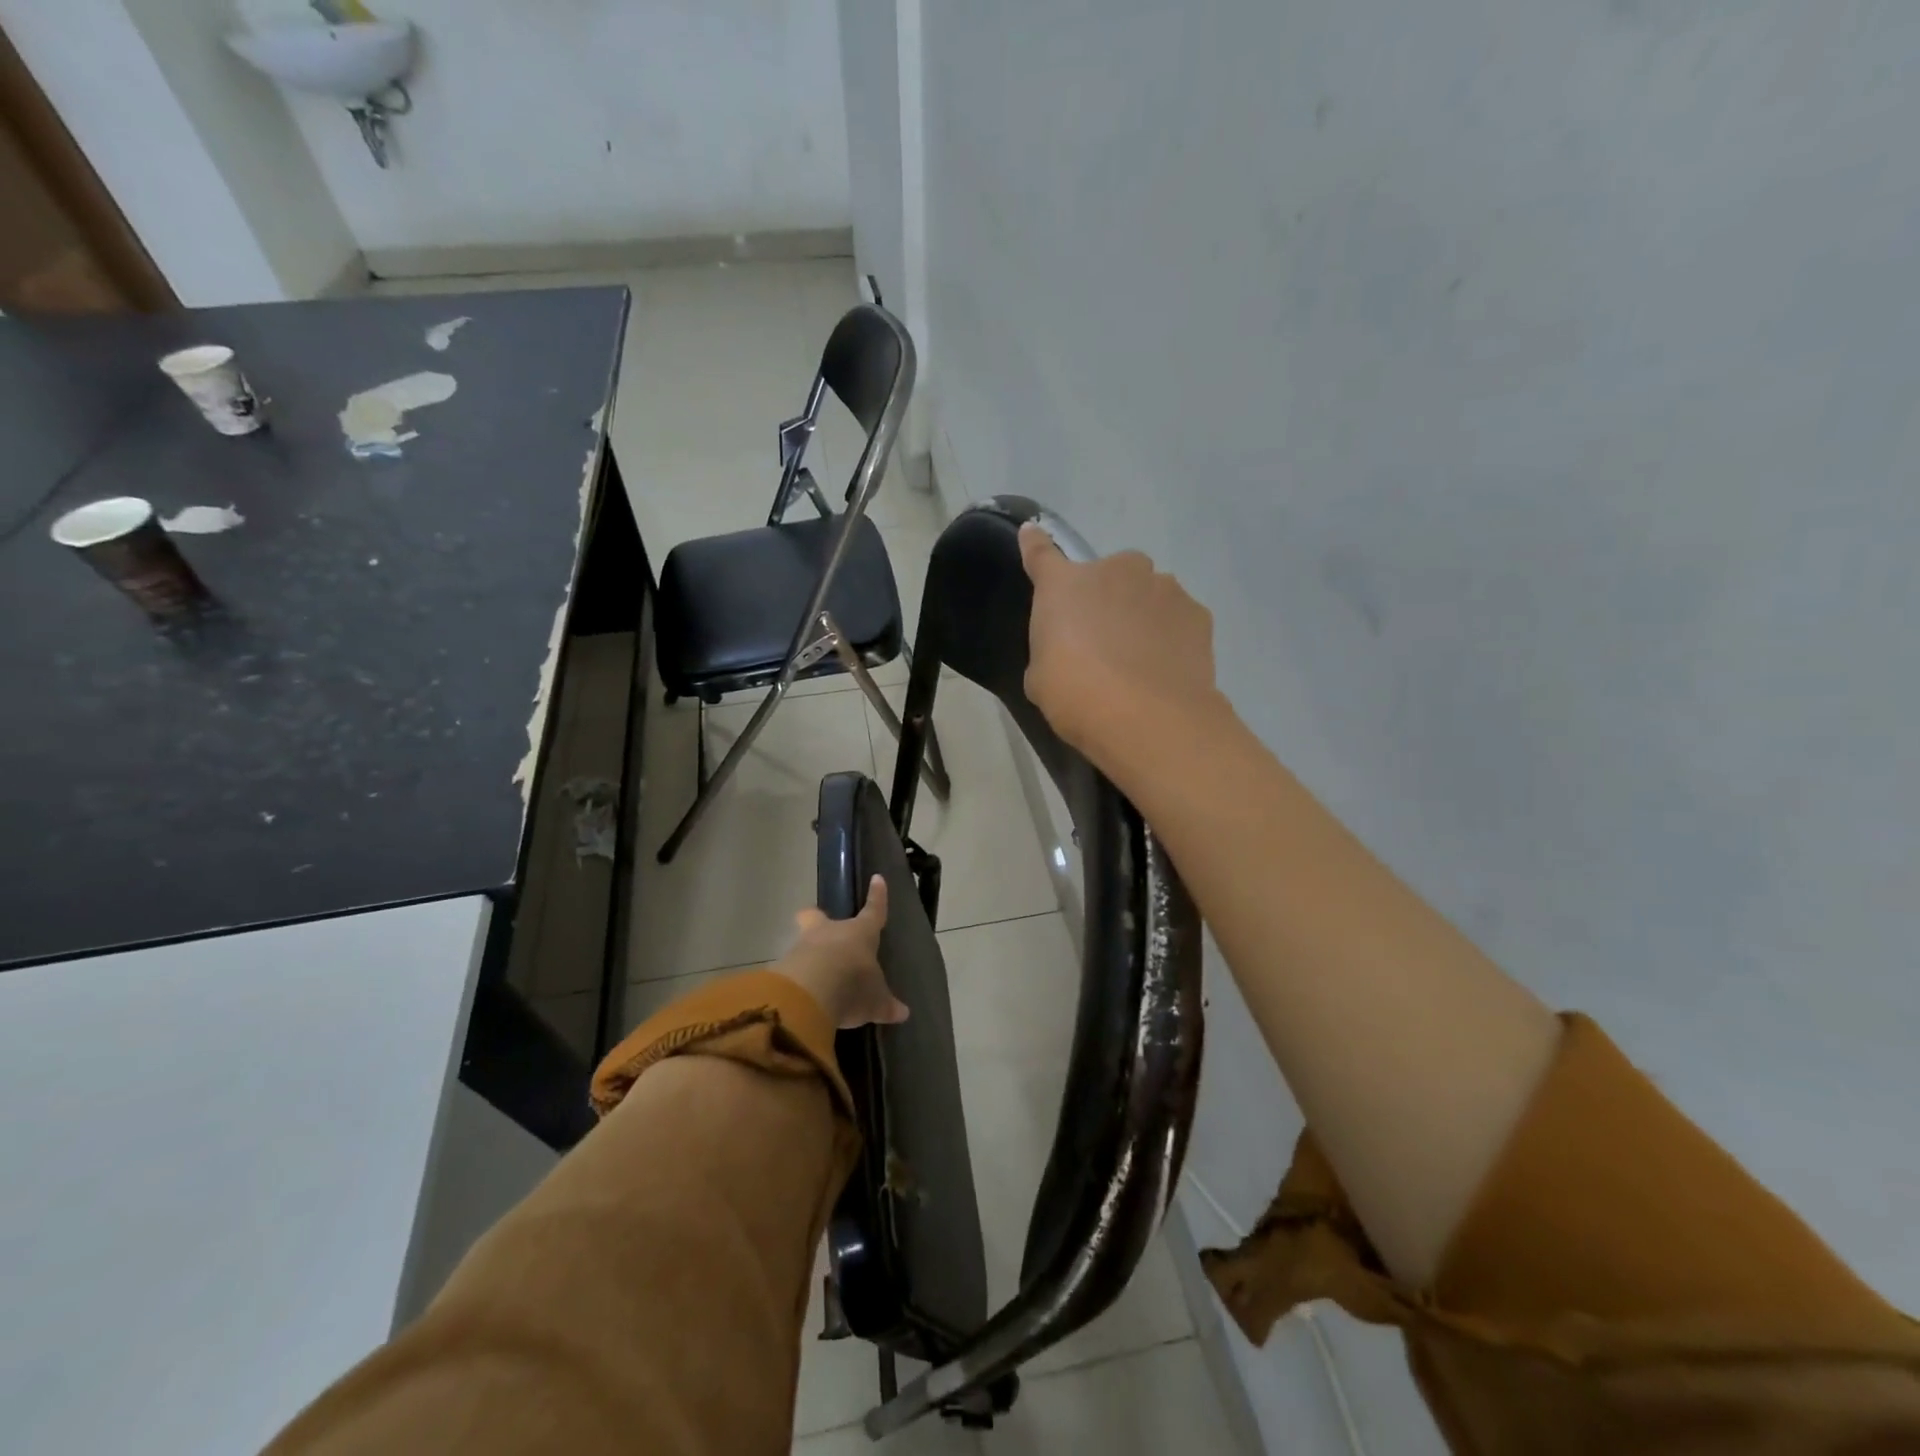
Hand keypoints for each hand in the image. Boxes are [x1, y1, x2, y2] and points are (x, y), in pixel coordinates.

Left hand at [776, 875, 909, 1029]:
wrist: (811, 993)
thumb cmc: (854, 985)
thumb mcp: (875, 1001)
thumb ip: (885, 1005)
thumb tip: (902, 1013)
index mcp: (860, 933)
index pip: (873, 911)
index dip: (877, 897)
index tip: (876, 878)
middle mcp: (830, 933)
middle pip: (817, 916)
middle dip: (816, 917)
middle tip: (816, 921)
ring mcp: (803, 947)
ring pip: (804, 942)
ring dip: (808, 953)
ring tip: (815, 975)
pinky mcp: (784, 968)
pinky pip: (792, 968)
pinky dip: (797, 978)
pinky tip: (802, 995)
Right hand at [1019, 523, 1221, 764]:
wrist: (1146, 718)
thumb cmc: (1076, 696)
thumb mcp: (1041, 679)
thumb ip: (1051, 651)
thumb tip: (1065, 652)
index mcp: (1064, 584)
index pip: (1042, 555)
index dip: (1035, 546)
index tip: (1032, 533)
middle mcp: (1116, 571)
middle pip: (1108, 576)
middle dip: (1106, 598)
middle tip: (1102, 641)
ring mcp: (1162, 587)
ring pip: (1147, 594)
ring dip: (1141, 616)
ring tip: (1140, 661)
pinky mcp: (1197, 612)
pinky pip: (1177, 618)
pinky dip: (1171, 636)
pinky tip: (1166, 669)